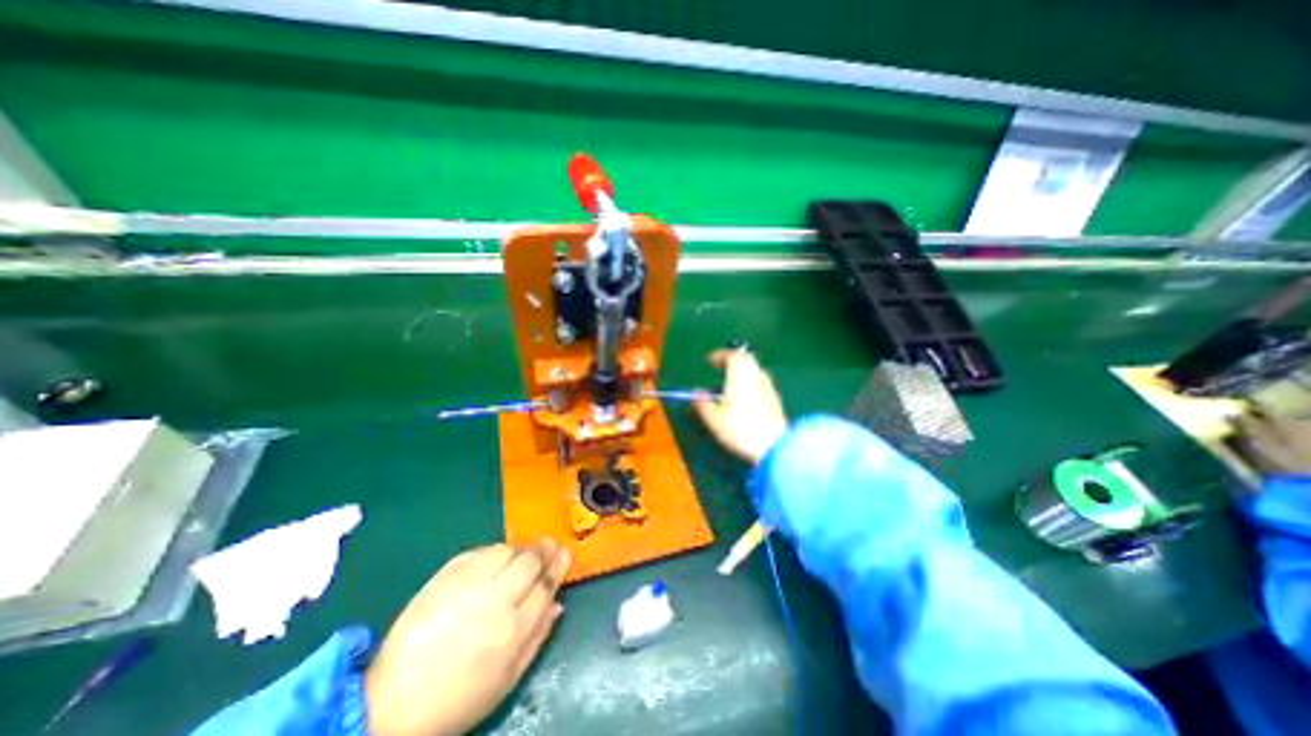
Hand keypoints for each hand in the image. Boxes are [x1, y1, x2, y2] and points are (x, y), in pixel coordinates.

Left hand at [369, 541, 573, 735]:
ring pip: (505, 551)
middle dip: (543, 550)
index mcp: (511, 629)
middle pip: (528, 561)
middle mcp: (493, 600)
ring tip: (524, 552)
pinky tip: (497, 556)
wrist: (392, 705)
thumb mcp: (508, 679)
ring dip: (520, 548)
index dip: (557, 567)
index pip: (544, 586)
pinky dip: (494, 550)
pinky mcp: (443, 577)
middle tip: (549, 545)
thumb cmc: (459, 698)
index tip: (565, 554)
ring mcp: (467, 585)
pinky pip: (478, 552)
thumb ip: (538, 638)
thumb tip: (558, 604)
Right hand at [696, 347, 787, 461]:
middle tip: (721, 365)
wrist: (775, 445)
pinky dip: (750, 380)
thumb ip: (703, 404)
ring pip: (754, 369)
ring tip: (731, 380)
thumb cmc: (740, 429)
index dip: (719, 355)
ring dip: (742, 369)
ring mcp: (767, 386)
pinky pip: (760, 380)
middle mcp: (755, 375)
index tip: (710, 360)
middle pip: (745, 358)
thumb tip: (696, 393)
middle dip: (732, 359)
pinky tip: (745, 395)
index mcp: (739, 375)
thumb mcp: (714, 419)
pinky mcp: (774, 397)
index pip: (731, 356)